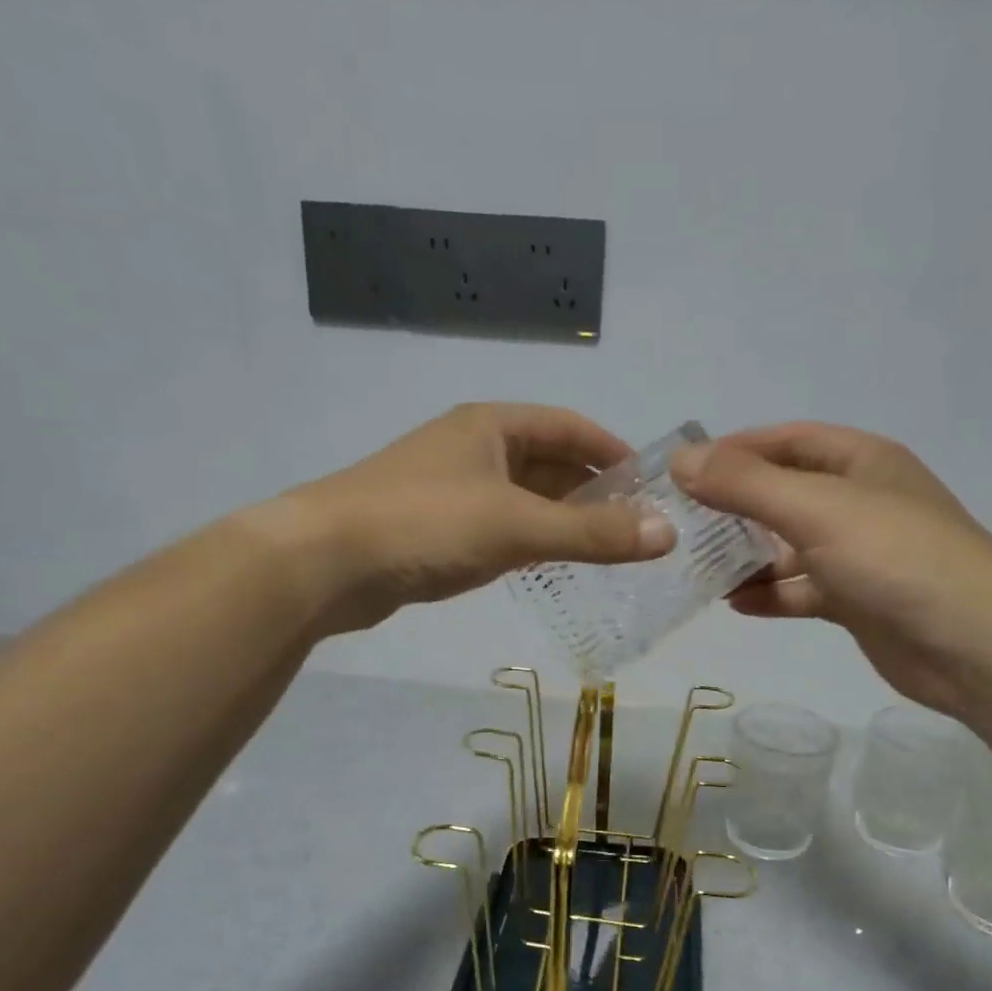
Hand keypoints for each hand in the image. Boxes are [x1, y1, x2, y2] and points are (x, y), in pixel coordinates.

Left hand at [272, 402, 675, 634]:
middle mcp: (473, 448)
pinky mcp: (434, 529)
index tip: (653, 487)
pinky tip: (548, 565)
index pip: (571, 428)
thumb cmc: (425, 524)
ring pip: (523, 499)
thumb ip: (593, 533)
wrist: (324, 562)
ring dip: (562, 521)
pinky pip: (499, 528)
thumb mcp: (517, 526)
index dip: (614, 454)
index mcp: (492, 425)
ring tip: (605, 552)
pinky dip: (529, 542)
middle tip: (636, 529)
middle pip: (549, 463)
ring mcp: (450, 489)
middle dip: (593, 493)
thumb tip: (668, 534)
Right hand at [670, 423, 991, 714]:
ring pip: (791, 547)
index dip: (736, 450)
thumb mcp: (815, 508)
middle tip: (683, 524)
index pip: (788, 441)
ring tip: (699, 568)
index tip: (685, 470)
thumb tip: (682, 461)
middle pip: (786, 495)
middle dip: (736, 507)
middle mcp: (861, 502)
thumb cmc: (894, 556)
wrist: (971, 642)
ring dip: (749, 556)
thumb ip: (746, 485)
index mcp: (861, 462)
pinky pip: (804, 591)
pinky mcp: (858, 601)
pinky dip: (772, 595)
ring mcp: (860, 555)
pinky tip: (737, 604)